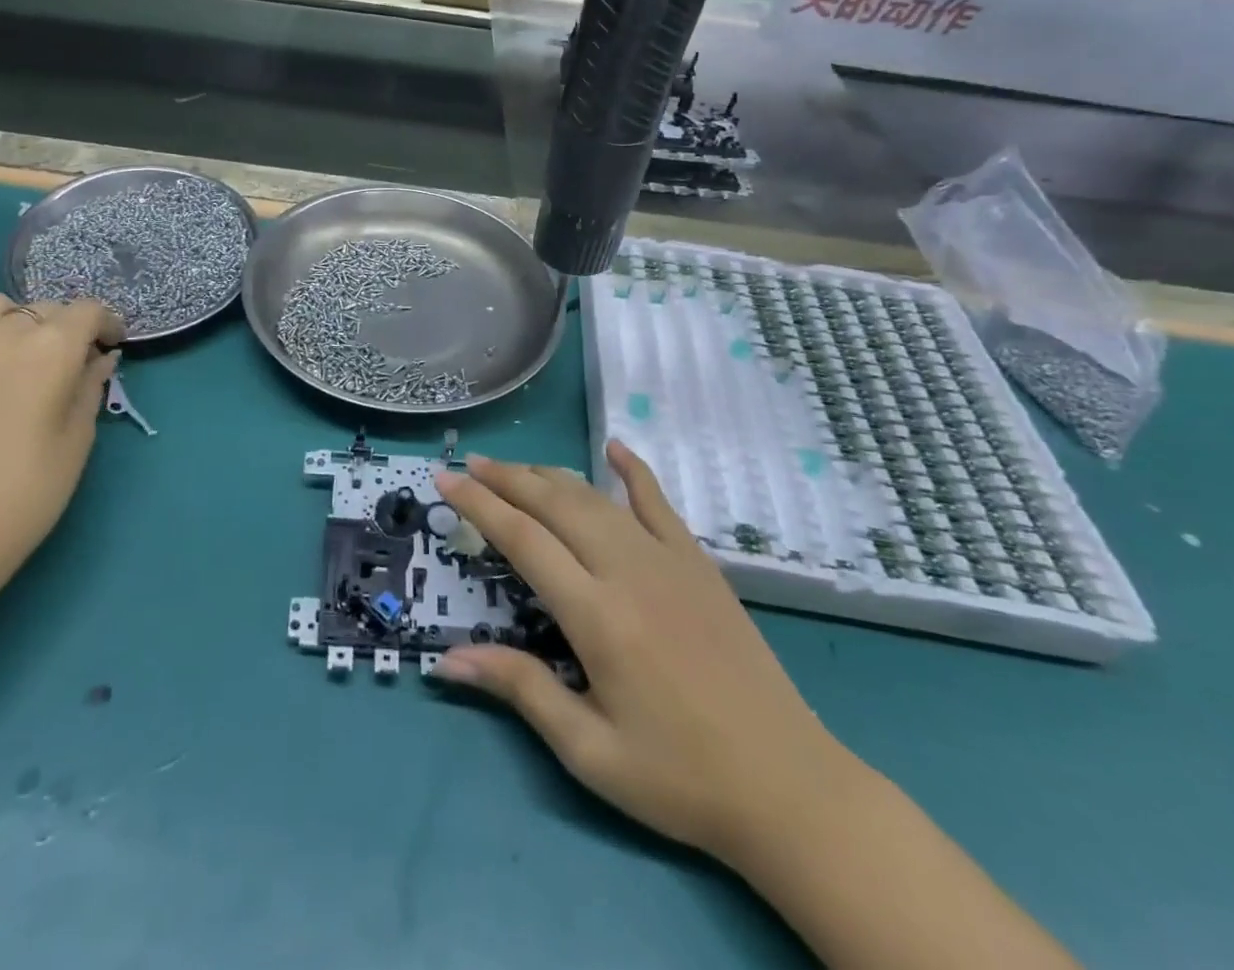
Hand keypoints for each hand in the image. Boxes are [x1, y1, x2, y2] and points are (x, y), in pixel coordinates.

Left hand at [0, 291, 124, 575]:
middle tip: (65, 367)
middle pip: (44, 309)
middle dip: (64, 330)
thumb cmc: (24, 492)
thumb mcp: (77, 441)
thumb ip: (89, 388)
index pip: (89, 312)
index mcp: (52, 348)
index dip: (106, 325)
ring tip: (13, 354)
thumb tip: (98, 359)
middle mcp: (4, 330)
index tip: (110, 348)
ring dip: (13, 322)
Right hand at [432, 442, 860, 865]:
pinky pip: (660, 503)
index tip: (445, 480)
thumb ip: (520, 690)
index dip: (479, 505)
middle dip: (506, 479)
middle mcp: (628, 571)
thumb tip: (448, 660)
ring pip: (596, 498)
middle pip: (555, 505)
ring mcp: (668, 560)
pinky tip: (614, 447)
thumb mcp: (590, 751)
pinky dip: (633, 470)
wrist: (788, 786)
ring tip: (514, 467)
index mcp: (597, 616)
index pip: (523, 539)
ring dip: (549, 476)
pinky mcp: (698, 563)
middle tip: (469, 465)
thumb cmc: (679, 777)